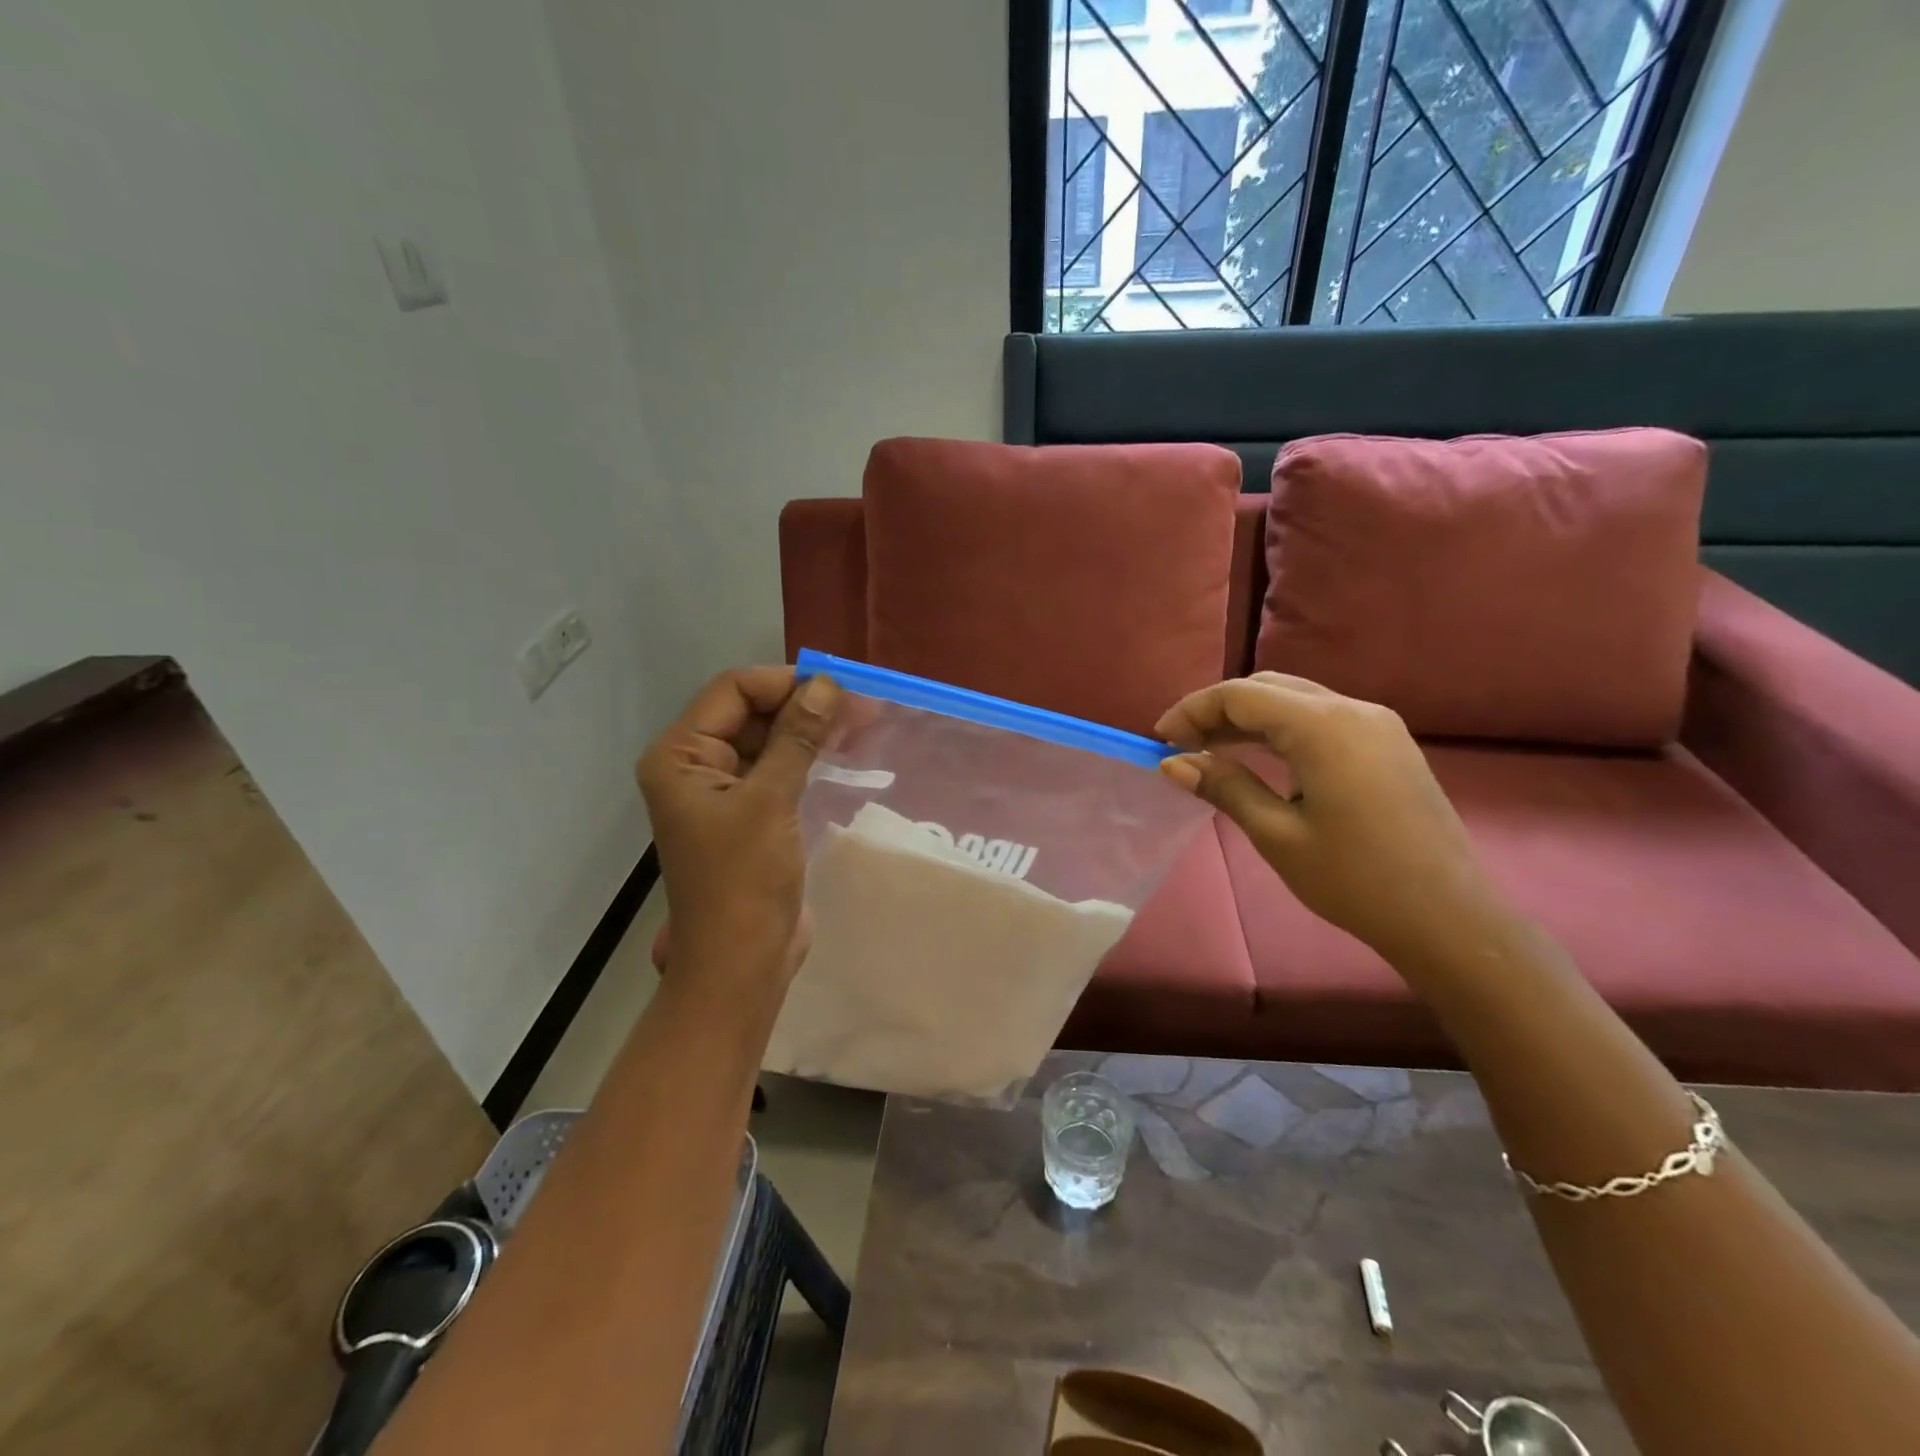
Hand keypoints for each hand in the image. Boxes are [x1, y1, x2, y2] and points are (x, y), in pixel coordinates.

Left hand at [637, 667, 841, 986]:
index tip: (838, 690)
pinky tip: (844, 754)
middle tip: (861, 708)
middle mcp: (695, 766)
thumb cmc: (744, 882)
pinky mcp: (750, 814)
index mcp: (680, 757)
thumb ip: (797, 738)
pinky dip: (809, 758)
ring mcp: (723, 791)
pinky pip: (779, 769)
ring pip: (769, 739)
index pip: (733, 692)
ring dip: (811, 731)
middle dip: (803, 706)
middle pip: (751, 712)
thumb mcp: (770, 802)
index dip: (785, 684)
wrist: (741, 963)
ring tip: (862, 725)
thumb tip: (827, 685)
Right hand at [1155, 673, 1508, 964]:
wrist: (1448, 918)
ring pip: (1296, 701)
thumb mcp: (1277, 834)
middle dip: (1219, 709)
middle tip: (1182, 744)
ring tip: (1210, 750)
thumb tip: (1173, 763)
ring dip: (1249, 719)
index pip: (1242, 695)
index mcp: (1324, 727)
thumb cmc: (1355, 880)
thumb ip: (1224, 787)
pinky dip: (1281, 730)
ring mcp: (1377, 724)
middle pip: (1269, 688)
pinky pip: (1322, 719)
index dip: (1193, 710)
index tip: (1160, 738)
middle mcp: (1353, 710)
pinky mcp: (1388, 744)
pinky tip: (1259, 758)